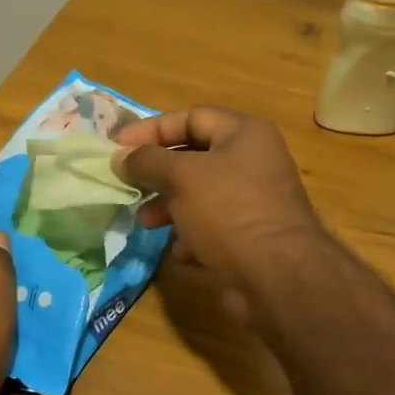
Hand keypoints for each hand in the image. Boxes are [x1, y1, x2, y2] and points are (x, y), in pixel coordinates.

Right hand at [113, 107, 325, 294]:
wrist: (278, 277)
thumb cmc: (229, 211)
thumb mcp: (182, 176)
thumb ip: (147, 161)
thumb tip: (120, 157)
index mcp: (245, 134)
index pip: (191, 117)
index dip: (152, 129)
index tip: (117, 146)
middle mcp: (252, 163)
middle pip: (194, 157)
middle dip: (158, 172)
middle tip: (127, 185)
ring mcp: (253, 202)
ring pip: (199, 196)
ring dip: (168, 206)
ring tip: (146, 222)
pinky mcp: (249, 238)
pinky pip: (211, 228)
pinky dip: (190, 236)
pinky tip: (178, 252)